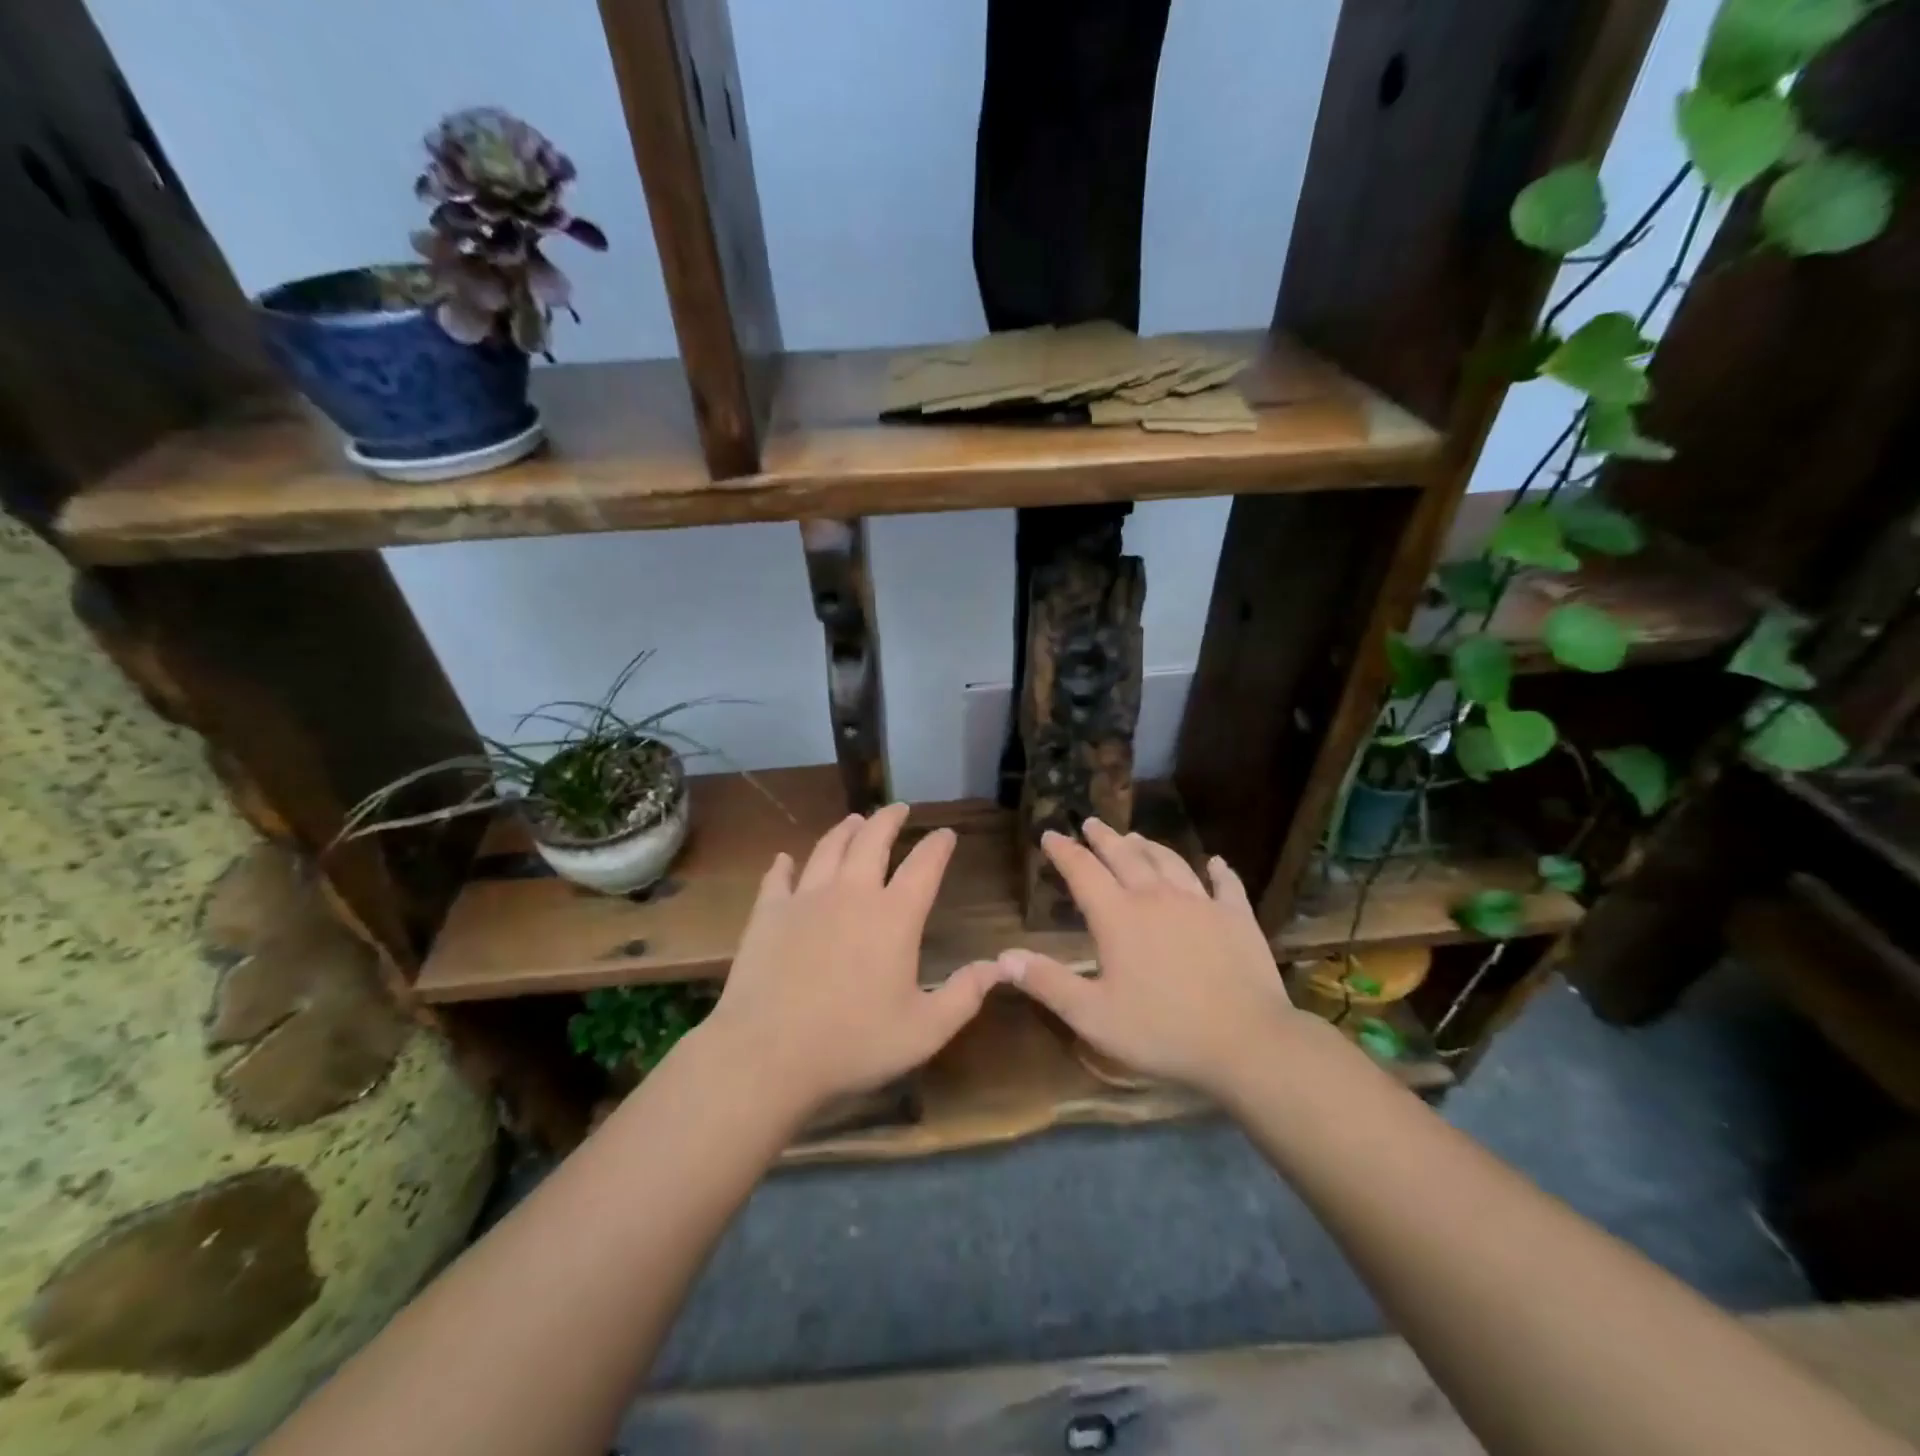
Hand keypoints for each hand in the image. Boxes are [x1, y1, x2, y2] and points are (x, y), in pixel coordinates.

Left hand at [698, 804, 1004, 1116]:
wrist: (768, 1054)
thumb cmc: (853, 1044)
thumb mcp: (924, 1030)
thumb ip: (965, 994)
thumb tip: (1000, 966)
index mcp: (894, 916)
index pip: (924, 866)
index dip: (938, 846)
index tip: (946, 833)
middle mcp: (852, 893)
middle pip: (872, 840)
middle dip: (889, 819)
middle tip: (899, 808)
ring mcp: (805, 899)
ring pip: (828, 849)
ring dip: (845, 830)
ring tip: (854, 820)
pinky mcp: (768, 913)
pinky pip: (778, 878)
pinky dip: (783, 865)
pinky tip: (784, 859)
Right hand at [1002, 819, 1303, 1099]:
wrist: (1246, 1041)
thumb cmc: (1162, 1031)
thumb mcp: (1093, 1016)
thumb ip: (1048, 983)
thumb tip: (1003, 956)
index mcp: (1119, 917)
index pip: (1083, 872)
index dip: (1064, 851)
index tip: (1051, 834)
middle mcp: (1156, 898)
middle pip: (1126, 856)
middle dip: (1105, 838)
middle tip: (1092, 822)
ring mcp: (1201, 904)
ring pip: (1170, 862)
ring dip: (1150, 846)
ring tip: (1137, 836)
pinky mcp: (1236, 918)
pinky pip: (1226, 885)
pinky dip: (1219, 871)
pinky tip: (1217, 862)